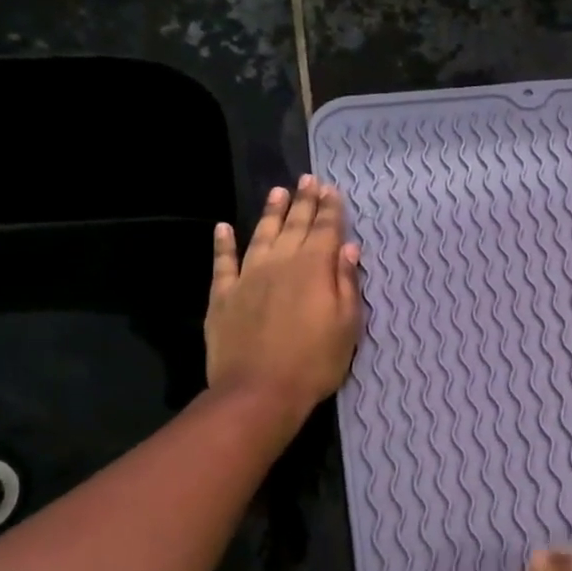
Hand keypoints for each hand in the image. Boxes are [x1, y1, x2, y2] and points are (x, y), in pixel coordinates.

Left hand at [206, 175, 361, 423]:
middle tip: (308, 180)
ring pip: (262, 235)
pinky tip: (224, 228)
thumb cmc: (315, 362)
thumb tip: (348, 249)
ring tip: (278, 192)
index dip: (330, 209)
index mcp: (314, 269)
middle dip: (304, 202)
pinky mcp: (223, 295)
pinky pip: (223, 261)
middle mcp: (281, 263)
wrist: (260, 391)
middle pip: (295, 226)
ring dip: (271, 213)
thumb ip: (346, 284)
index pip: (325, 230)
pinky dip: (224, 243)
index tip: (332, 190)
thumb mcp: (347, 327)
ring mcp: (248, 277)